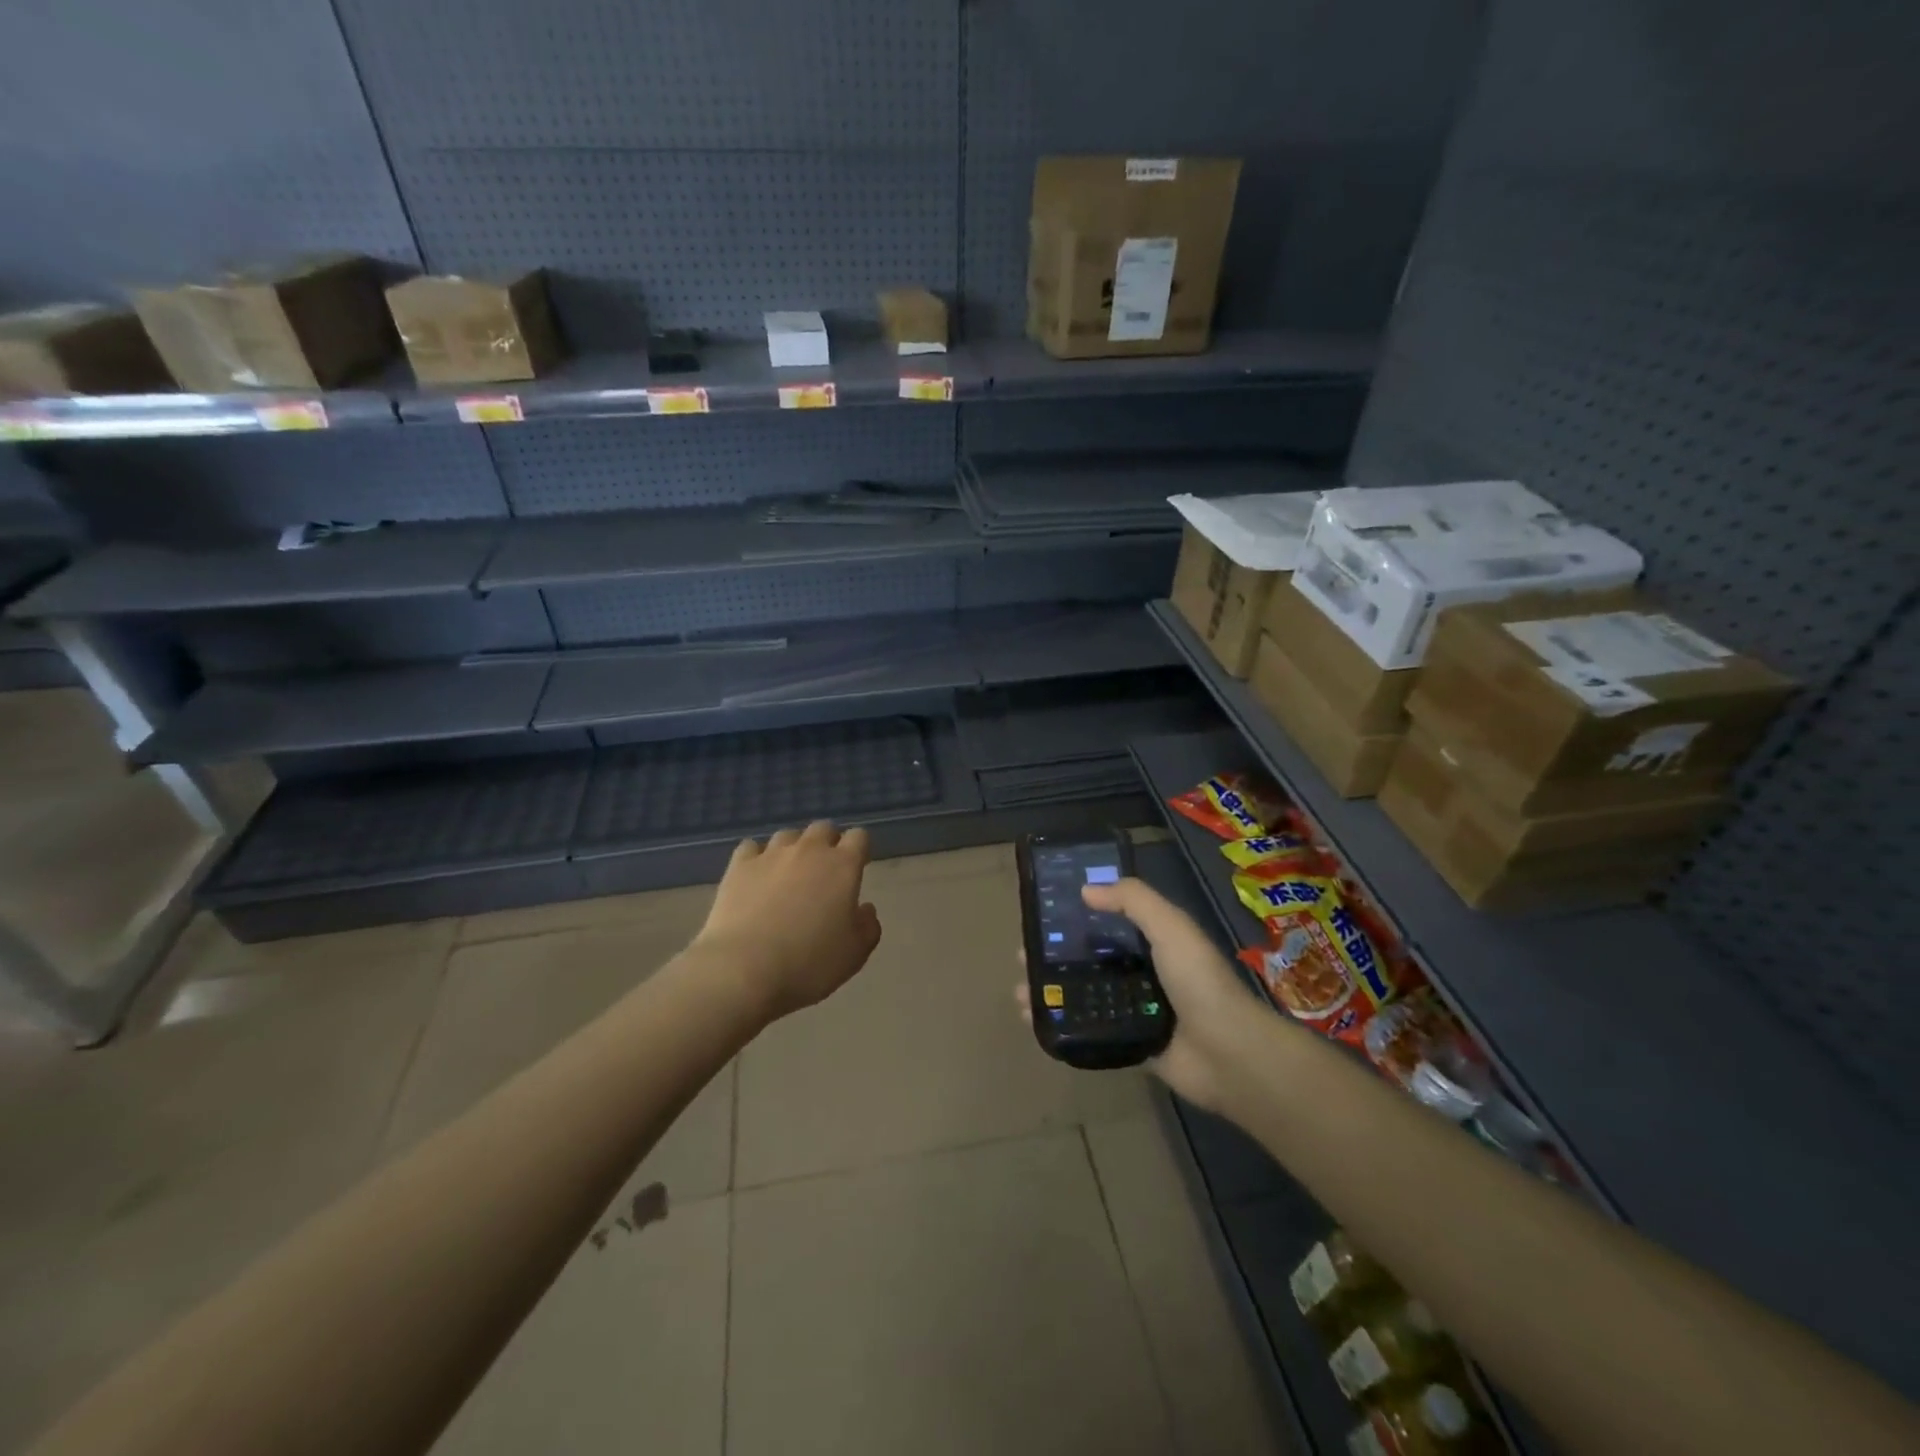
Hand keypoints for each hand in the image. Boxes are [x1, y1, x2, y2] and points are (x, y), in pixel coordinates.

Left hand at [694, 821, 881, 1020]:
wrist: (744, 969)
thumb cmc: (809, 963)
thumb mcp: (855, 954)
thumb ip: (868, 926)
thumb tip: (865, 909)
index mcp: (843, 866)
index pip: (859, 837)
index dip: (859, 849)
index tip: (857, 867)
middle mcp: (809, 850)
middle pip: (823, 829)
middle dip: (827, 843)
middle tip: (824, 872)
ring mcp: (771, 855)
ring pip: (788, 835)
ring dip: (793, 849)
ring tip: (788, 874)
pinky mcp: (739, 866)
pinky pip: (751, 848)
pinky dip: (757, 857)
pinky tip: (756, 876)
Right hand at [1017, 876, 1256, 1111]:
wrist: (1229, 1054)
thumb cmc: (1199, 982)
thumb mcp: (1170, 927)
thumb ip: (1133, 900)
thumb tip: (1086, 889)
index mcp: (1155, 941)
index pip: (1110, 921)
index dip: (1078, 915)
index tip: (1045, 913)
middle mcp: (1144, 972)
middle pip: (1091, 958)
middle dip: (1056, 955)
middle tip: (1023, 955)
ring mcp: (1136, 1009)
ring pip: (1086, 994)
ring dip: (1053, 990)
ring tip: (1020, 990)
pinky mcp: (1130, 1042)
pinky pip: (1090, 1029)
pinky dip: (1062, 1023)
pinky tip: (1034, 1020)